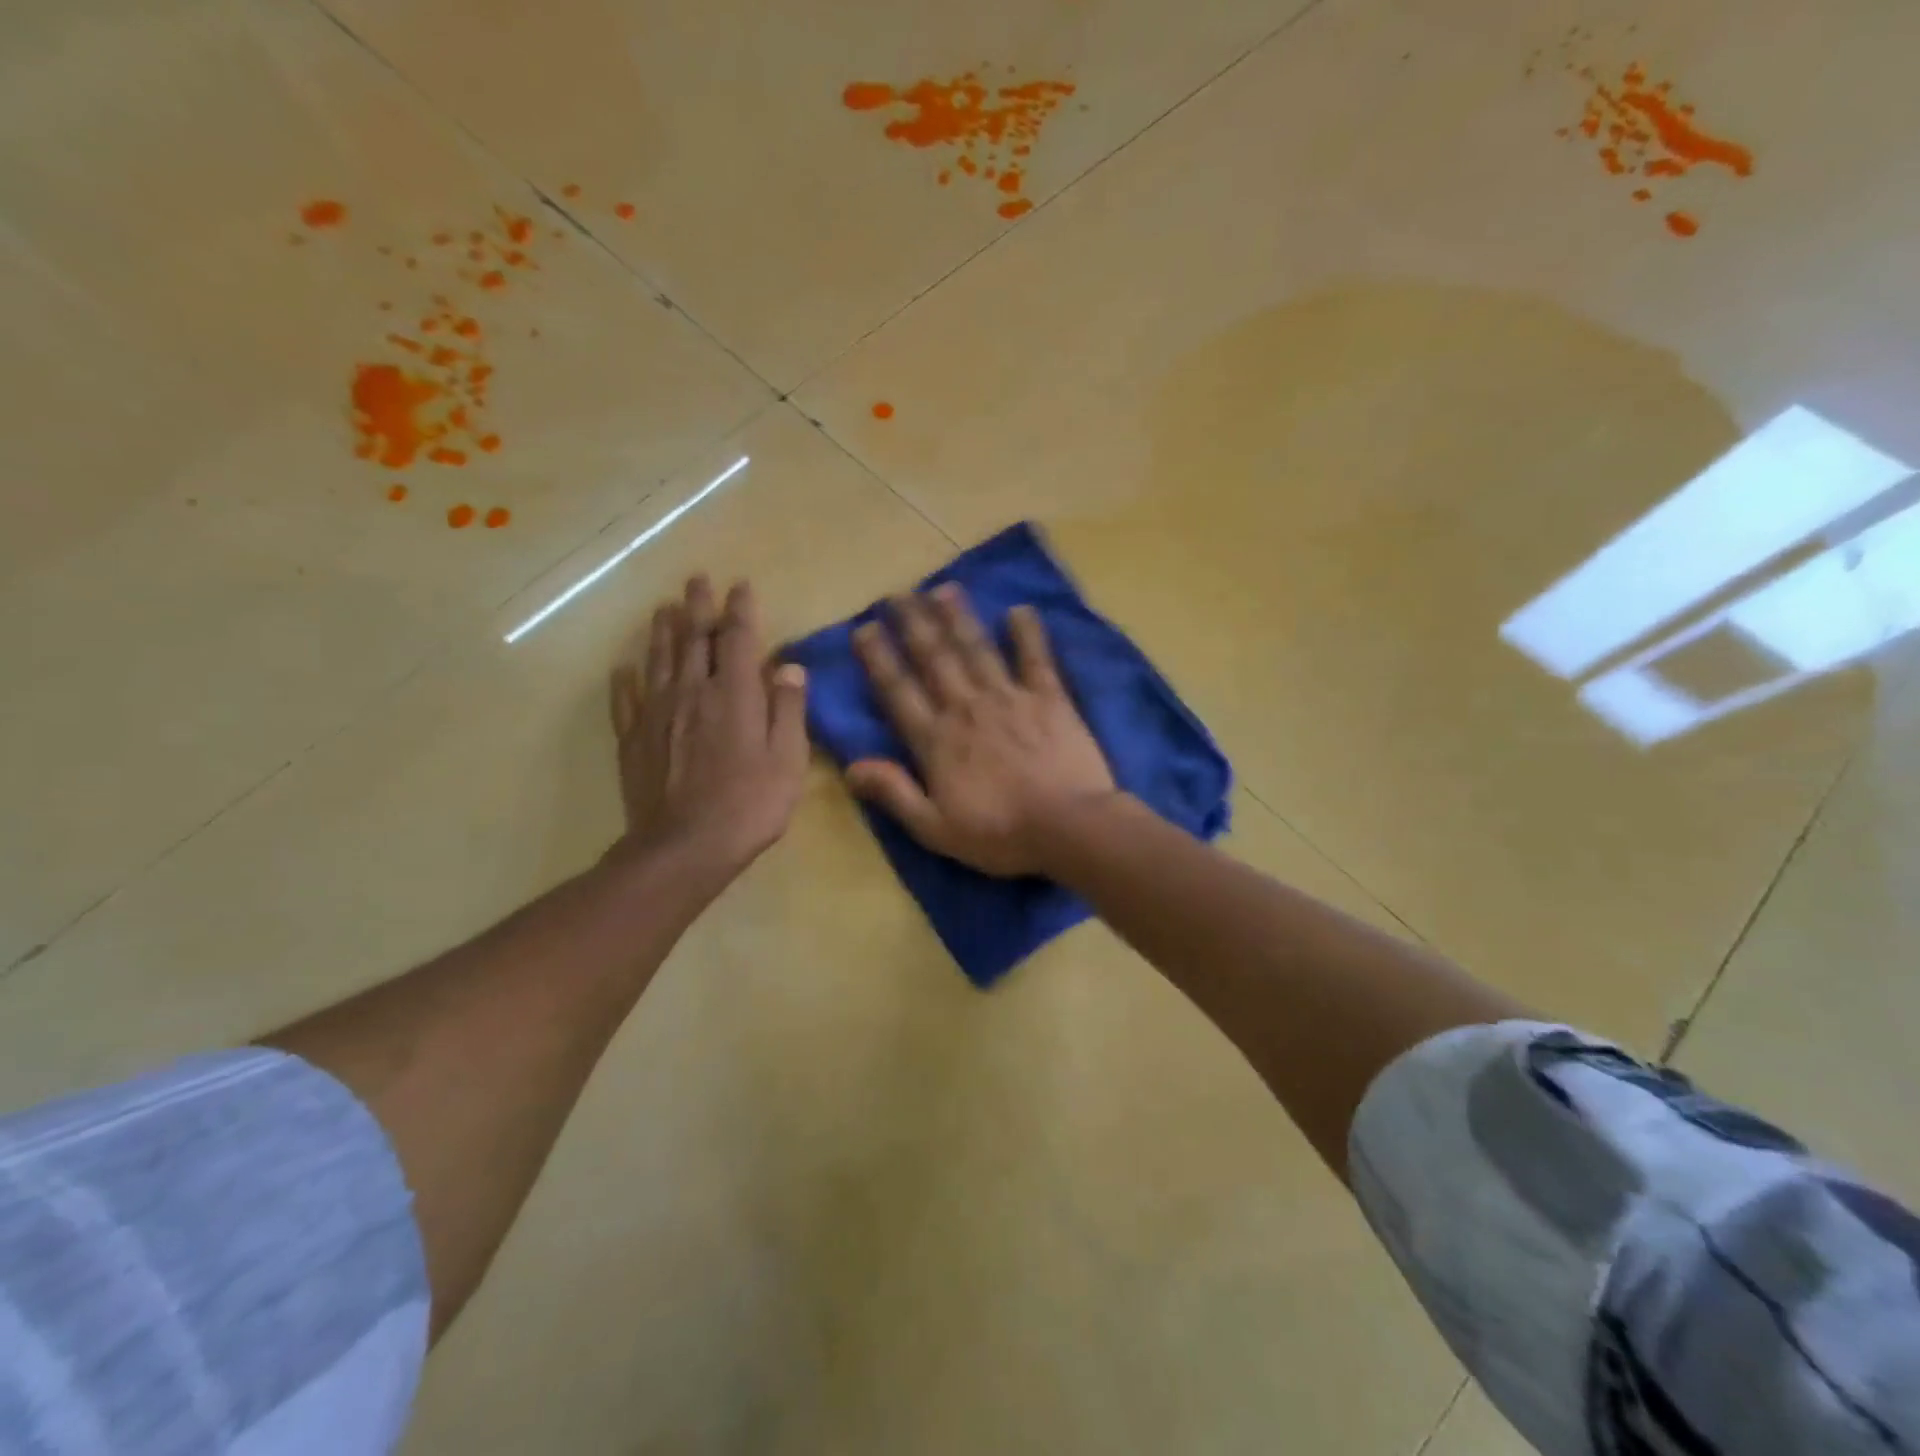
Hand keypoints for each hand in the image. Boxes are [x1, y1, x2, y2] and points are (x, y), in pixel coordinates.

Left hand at [609, 576, 808, 883]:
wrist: (684, 846)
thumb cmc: (749, 804)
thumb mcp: (788, 759)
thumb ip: (788, 708)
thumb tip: (789, 666)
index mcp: (734, 694)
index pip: (737, 638)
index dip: (739, 609)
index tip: (740, 586)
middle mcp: (692, 691)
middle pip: (693, 638)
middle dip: (698, 606)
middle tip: (696, 580)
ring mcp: (657, 712)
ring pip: (658, 659)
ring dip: (663, 630)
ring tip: (664, 607)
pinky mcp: (633, 738)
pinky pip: (626, 698)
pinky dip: (626, 678)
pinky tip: (625, 666)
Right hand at [848, 584, 1115, 876]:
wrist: (1068, 828)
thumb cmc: (1000, 834)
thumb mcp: (935, 828)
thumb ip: (894, 793)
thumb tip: (851, 766)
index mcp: (936, 740)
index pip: (898, 691)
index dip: (878, 658)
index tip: (864, 628)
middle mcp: (966, 708)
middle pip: (934, 658)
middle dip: (913, 624)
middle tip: (898, 594)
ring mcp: (1009, 698)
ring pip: (977, 649)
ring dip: (958, 617)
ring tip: (942, 589)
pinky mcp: (1049, 698)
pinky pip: (1035, 658)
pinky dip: (1027, 633)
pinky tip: (1018, 610)